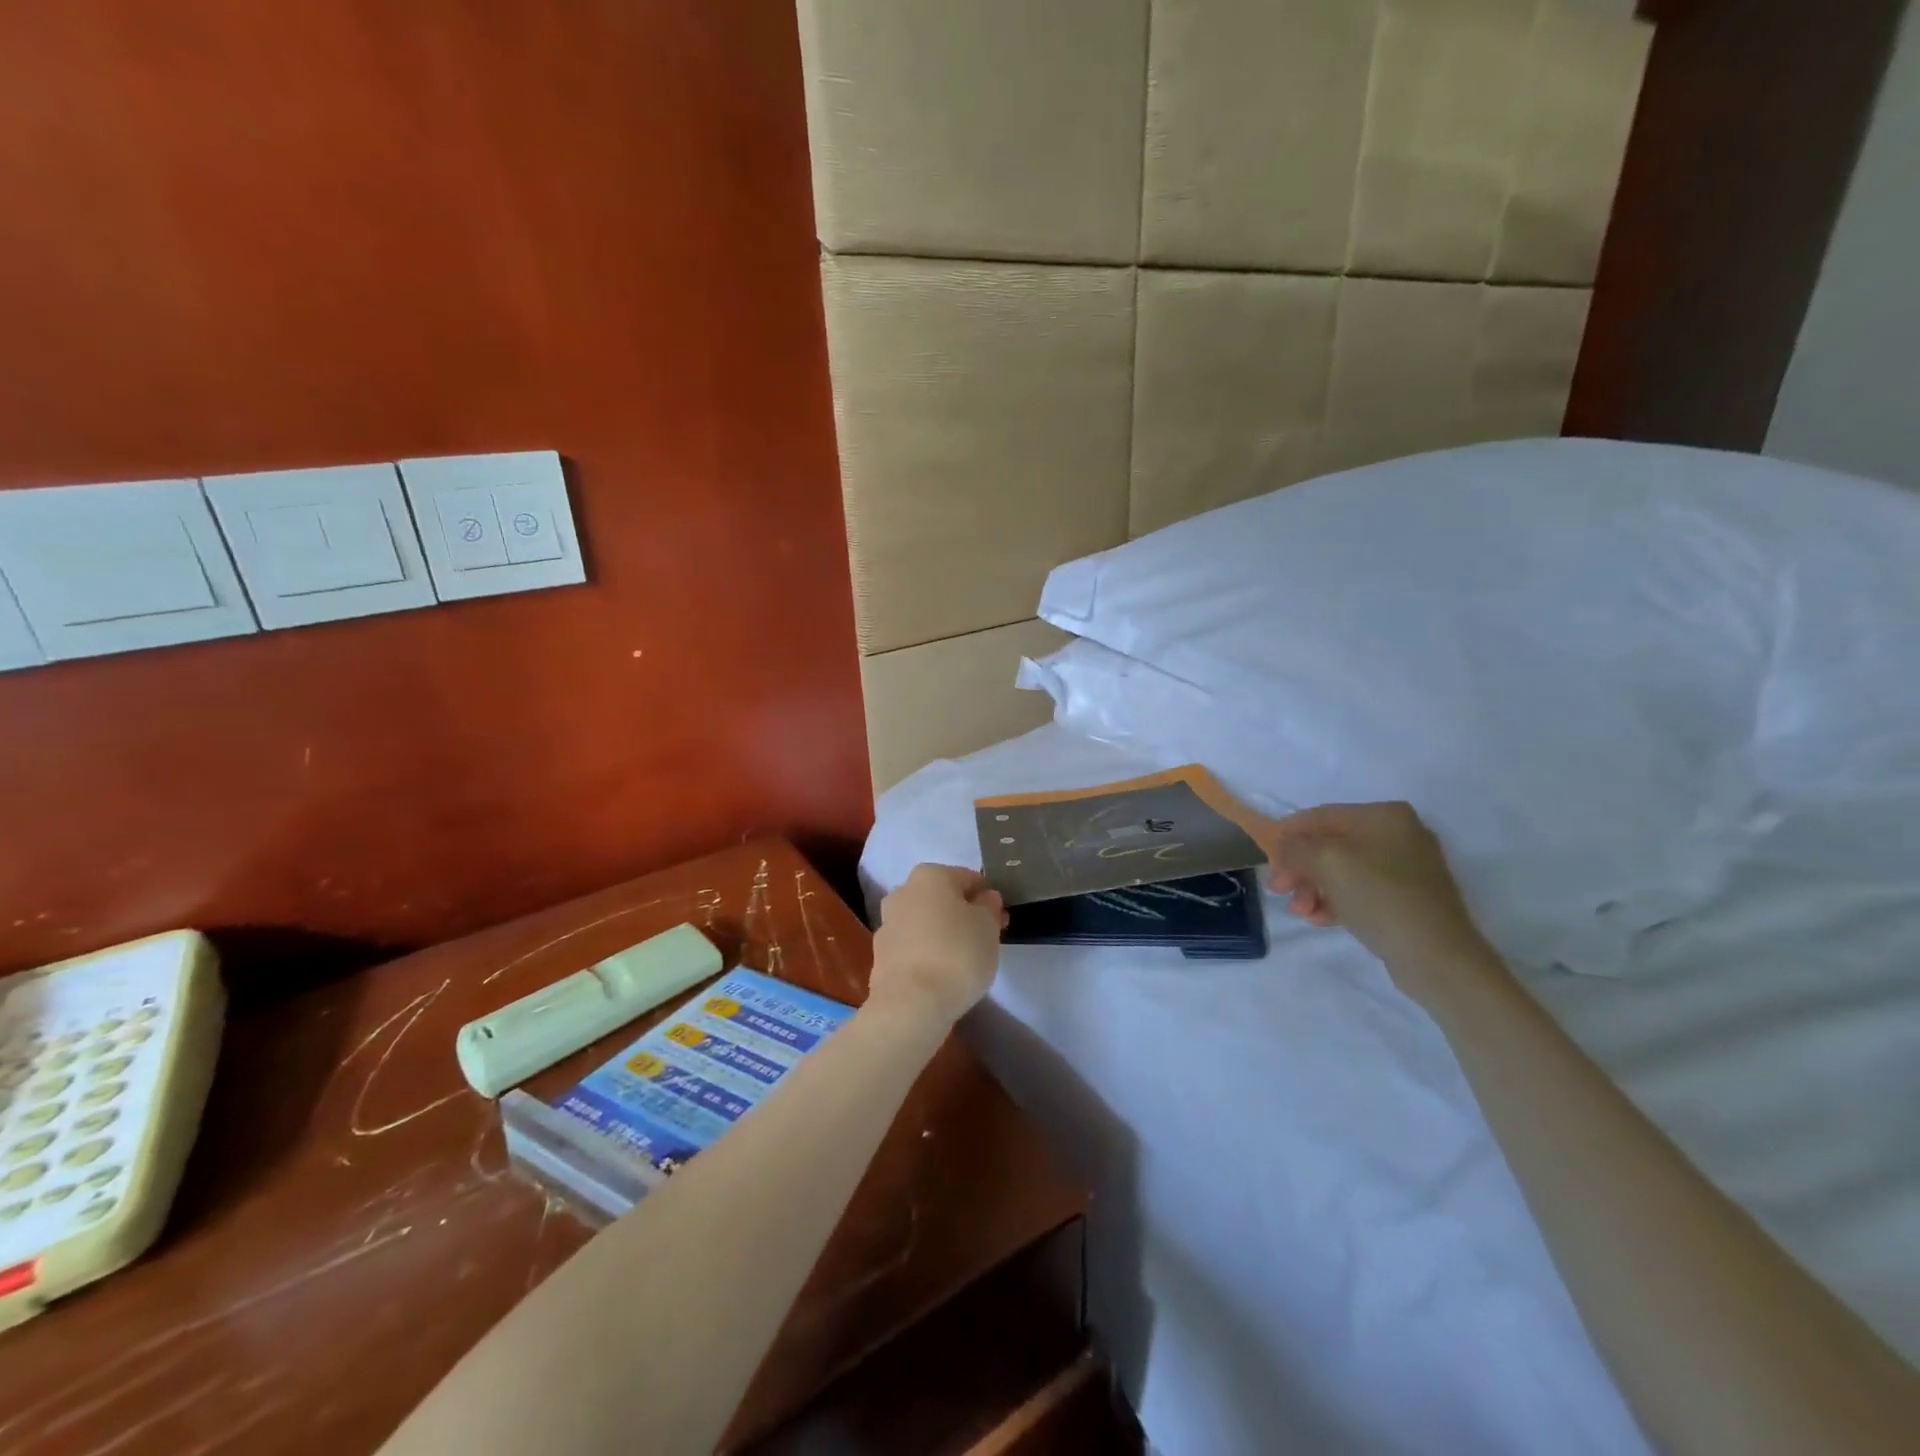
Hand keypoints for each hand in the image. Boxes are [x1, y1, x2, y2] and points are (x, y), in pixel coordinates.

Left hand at [870, 864, 1007, 1025]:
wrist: (911, 1003)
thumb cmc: (957, 954)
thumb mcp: (988, 926)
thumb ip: (989, 906)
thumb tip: (984, 898)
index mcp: (930, 875)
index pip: (969, 878)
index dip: (988, 899)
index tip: (999, 922)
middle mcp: (903, 891)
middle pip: (943, 898)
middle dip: (962, 914)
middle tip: (983, 941)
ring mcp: (887, 923)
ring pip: (925, 922)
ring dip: (942, 933)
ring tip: (961, 961)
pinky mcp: (880, 954)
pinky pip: (912, 946)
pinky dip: (926, 954)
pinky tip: (940, 974)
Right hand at [1268, 802, 1496, 996]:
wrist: (1438, 958)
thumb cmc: (1381, 898)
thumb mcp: (1327, 862)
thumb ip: (1296, 847)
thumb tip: (1284, 847)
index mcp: (1384, 816)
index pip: (1320, 816)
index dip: (1288, 835)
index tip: (1267, 860)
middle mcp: (1397, 834)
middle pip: (1329, 845)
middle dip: (1300, 868)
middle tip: (1279, 890)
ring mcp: (1404, 868)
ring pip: (1341, 870)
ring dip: (1313, 888)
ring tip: (1301, 912)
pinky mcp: (1405, 898)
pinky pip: (1358, 891)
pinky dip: (1334, 901)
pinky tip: (1320, 918)